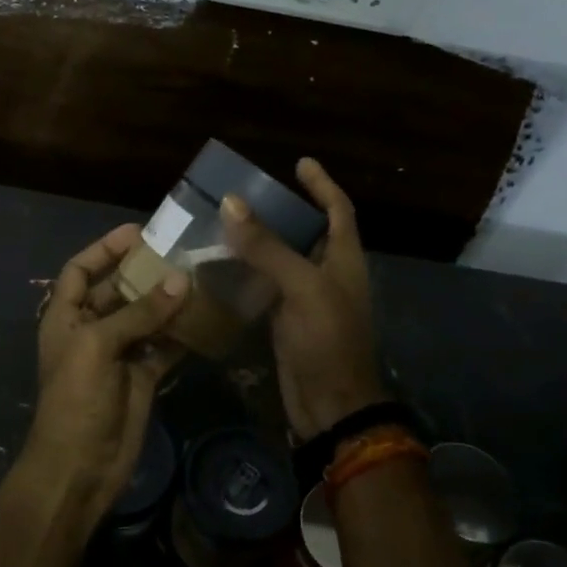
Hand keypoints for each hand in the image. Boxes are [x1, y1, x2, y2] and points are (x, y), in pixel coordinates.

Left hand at [23, 224, 188, 519]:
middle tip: (181, 254)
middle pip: (117, 290)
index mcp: (65, 316)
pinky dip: (180, 334)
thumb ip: (139, 313)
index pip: (79, 269)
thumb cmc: (76, 397)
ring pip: (144, 317)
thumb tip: (180, 280)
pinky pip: (163, 346)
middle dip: (144, 272)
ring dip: (167, 301)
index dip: (104, 249)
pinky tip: (205, 319)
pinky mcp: (141, 377)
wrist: (80, 467)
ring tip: (199, 279)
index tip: (138, 233)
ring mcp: (117, 354)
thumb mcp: (98, 345)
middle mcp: (90, 329)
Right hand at [221, 158, 387, 440]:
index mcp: (344, 258)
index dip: (322, 184)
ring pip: (284, 257)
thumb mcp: (302, 287)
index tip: (300, 162)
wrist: (330, 404)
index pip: (338, 209)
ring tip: (227, 220)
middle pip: (309, 230)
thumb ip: (268, 247)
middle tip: (249, 191)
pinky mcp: (287, 319)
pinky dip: (249, 270)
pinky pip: (268, 284)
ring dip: (261, 238)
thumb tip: (232, 202)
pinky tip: (222, 263)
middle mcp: (328, 273)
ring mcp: (307, 298)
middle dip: (285, 208)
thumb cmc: (327, 340)